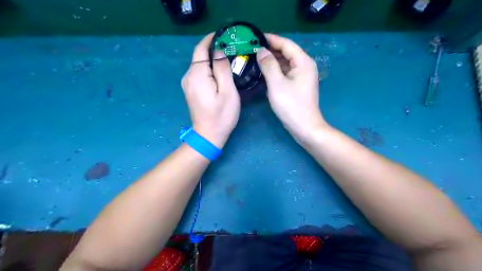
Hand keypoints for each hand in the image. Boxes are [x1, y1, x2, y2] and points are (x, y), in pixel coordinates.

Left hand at [180, 33, 240, 147]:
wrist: (208, 135)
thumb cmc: (221, 115)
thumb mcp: (228, 91)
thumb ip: (223, 69)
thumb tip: (219, 52)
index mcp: (197, 74)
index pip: (201, 48)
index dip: (211, 39)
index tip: (225, 36)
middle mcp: (188, 76)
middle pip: (199, 56)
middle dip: (214, 50)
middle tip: (231, 49)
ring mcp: (187, 84)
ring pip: (199, 65)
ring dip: (212, 60)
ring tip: (228, 60)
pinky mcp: (190, 90)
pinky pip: (199, 73)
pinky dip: (208, 69)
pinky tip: (219, 73)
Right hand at [255, 34, 327, 140]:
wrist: (304, 127)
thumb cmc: (291, 105)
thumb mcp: (277, 84)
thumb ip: (268, 65)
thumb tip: (260, 51)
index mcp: (303, 62)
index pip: (287, 44)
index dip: (271, 39)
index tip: (256, 37)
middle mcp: (304, 66)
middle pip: (286, 53)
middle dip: (270, 50)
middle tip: (252, 49)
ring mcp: (301, 77)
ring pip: (285, 64)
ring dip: (271, 61)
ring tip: (254, 59)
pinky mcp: (297, 86)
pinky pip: (285, 73)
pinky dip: (275, 71)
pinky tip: (263, 72)